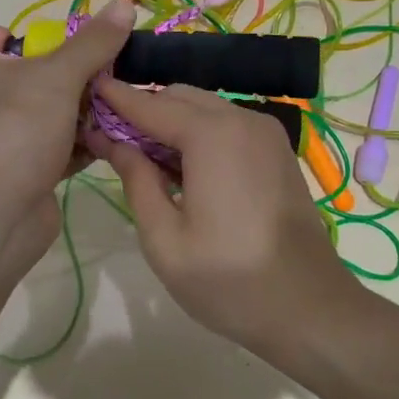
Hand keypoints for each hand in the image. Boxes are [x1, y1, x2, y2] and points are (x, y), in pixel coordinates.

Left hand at [0, 2, 135, 259]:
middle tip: (31, 59)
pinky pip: (34, 152)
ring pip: (4, 119)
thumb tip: (123, 5)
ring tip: (78, 93)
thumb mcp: (58, 77)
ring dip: (37, 107)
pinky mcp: (9, 177)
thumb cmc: (14, 128)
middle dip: (4, 71)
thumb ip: (91, 44)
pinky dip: (60, 144)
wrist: (0, 213)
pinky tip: (94, 137)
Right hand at [84, 79, 362, 344]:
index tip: (87, 89)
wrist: (310, 308)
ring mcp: (267, 133)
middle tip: (111, 137)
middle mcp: (242, 120)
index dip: (116, 98)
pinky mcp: (278, 151)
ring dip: (173, 121)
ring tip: (142, 155)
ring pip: (206, 108)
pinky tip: (183, 166)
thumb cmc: (229, 281)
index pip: (151, 105)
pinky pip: (228, 125)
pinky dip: (200, 132)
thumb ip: (136, 180)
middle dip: (144, 109)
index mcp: (212, 136)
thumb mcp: (165, 239)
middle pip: (180, 97)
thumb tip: (112, 141)